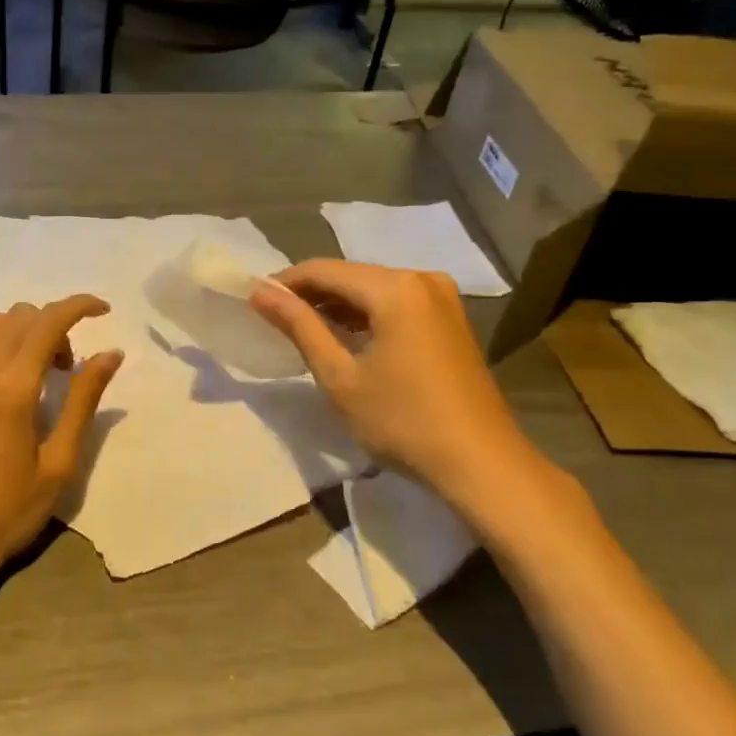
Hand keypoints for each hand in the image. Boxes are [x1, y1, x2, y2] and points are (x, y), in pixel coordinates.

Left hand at [0, 296, 123, 611]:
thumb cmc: (6, 511)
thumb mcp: (59, 462)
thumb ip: (84, 400)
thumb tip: (111, 354)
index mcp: (12, 387)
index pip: (49, 321)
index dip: (79, 306)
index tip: (102, 310)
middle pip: (19, 317)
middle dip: (53, 327)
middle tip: (65, 367)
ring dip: (17, 330)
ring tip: (28, 368)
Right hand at [250, 262, 575, 540]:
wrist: (482, 464)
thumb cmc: (403, 422)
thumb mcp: (340, 376)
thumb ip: (299, 326)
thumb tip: (260, 291)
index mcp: (395, 287)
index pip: (324, 270)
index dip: (285, 283)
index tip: (254, 302)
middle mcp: (421, 279)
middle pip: (350, 275)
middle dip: (311, 294)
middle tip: (274, 319)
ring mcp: (442, 297)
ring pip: (373, 289)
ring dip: (338, 306)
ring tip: (302, 330)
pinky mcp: (450, 318)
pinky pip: (396, 303)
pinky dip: (366, 316)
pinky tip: (346, 338)